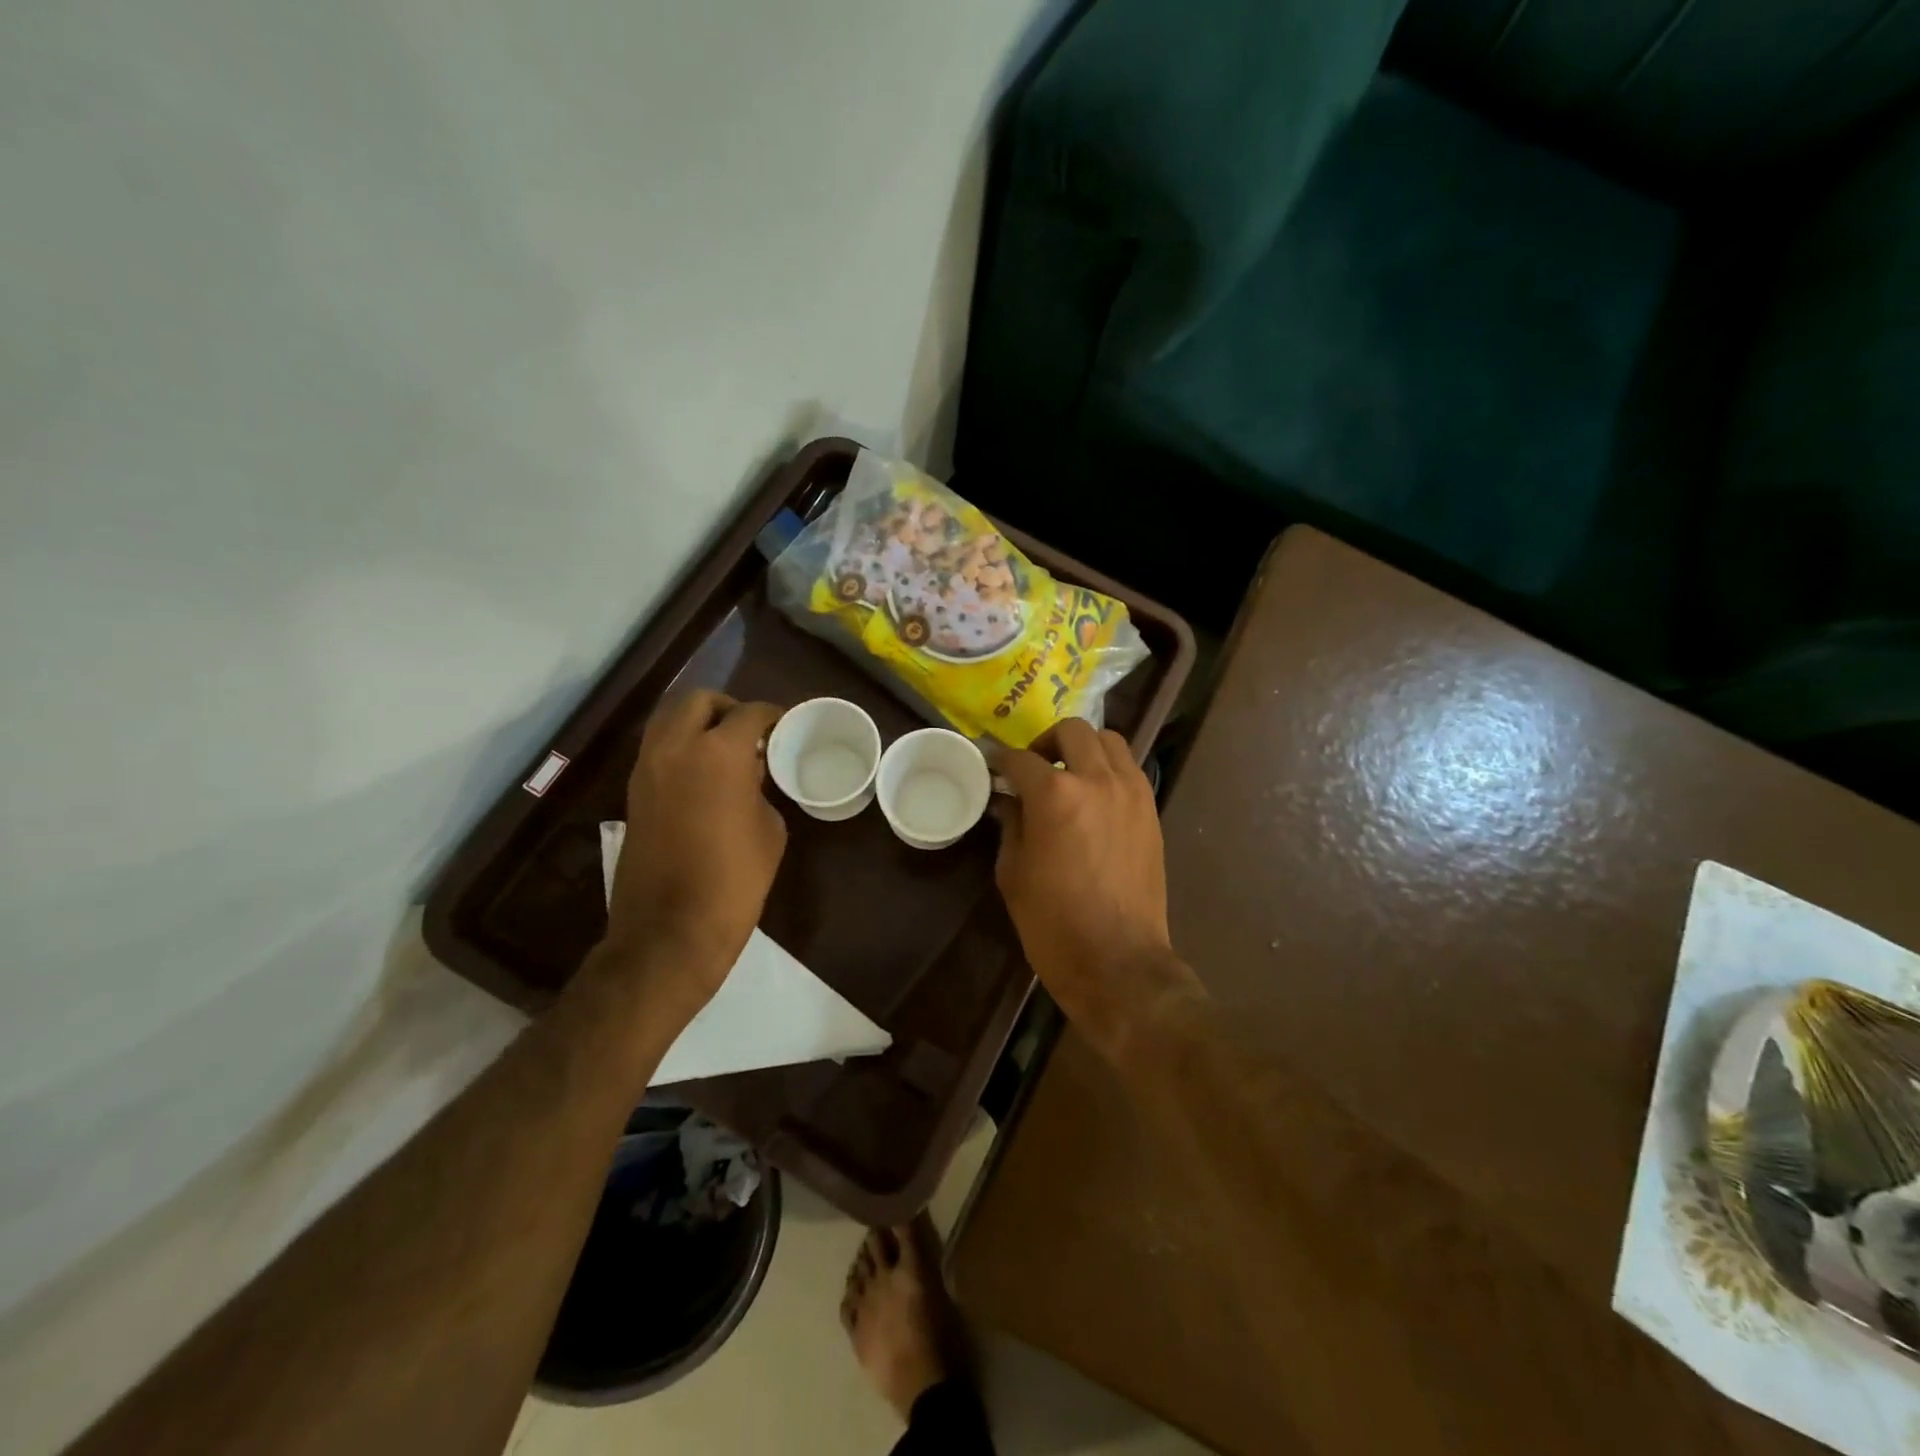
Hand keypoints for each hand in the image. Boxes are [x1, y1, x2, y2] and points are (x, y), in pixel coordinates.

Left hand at [602, 690, 786, 1018]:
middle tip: (750, 730)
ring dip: (698, 723)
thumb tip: (748, 776)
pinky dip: (680, 747)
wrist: (671, 929)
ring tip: (725, 749)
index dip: (772, 715)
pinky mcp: (633, 792)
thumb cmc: (735, 879)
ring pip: (668, 720)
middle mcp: (675, 747)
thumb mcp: (770, 829)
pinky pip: (658, 749)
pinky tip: (704, 774)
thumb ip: (760, 788)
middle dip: (726, 707)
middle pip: (697, 700)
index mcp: (718, 752)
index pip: (748, 713)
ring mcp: (647, 768)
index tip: (785, 724)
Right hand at [994, 719, 1203, 1060]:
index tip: (991, 764)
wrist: (1118, 962)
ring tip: (1069, 775)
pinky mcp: (1150, 811)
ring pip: (1109, 741)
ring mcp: (1131, 792)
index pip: (1020, 759)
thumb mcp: (1014, 873)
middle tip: (1033, 767)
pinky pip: (1129, 769)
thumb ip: (1011, 825)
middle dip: (1046, 742)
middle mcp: (1098, 780)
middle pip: (1072, 731)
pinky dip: (1108, 768)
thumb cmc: (1053, 924)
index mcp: (1056, 795)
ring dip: (1084, 748)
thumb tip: (1009, 800)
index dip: (1000, 759)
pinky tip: (1094, 796)